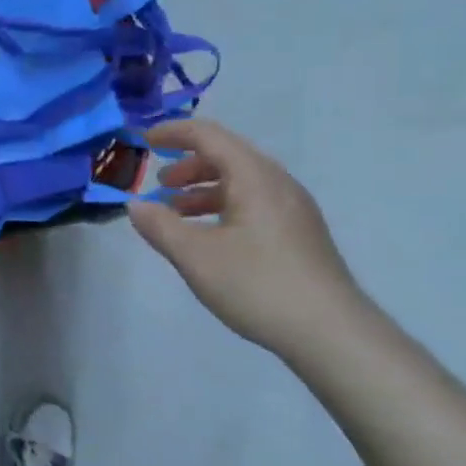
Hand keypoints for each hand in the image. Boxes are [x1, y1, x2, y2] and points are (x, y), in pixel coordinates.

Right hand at [128, 119, 366, 359]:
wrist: (331, 333)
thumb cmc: (258, 285)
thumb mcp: (196, 256)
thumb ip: (160, 226)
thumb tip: (135, 206)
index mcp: (254, 177)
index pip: (208, 136)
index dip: (173, 133)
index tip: (143, 140)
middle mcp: (278, 183)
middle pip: (227, 156)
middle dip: (187, 165)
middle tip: (158, 185)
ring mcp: (293, 208)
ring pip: (241, 182)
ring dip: (204, 189)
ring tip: (176, 214)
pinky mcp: (299, 233)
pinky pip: (254, 202)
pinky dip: (223, 207)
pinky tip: (210, 237)